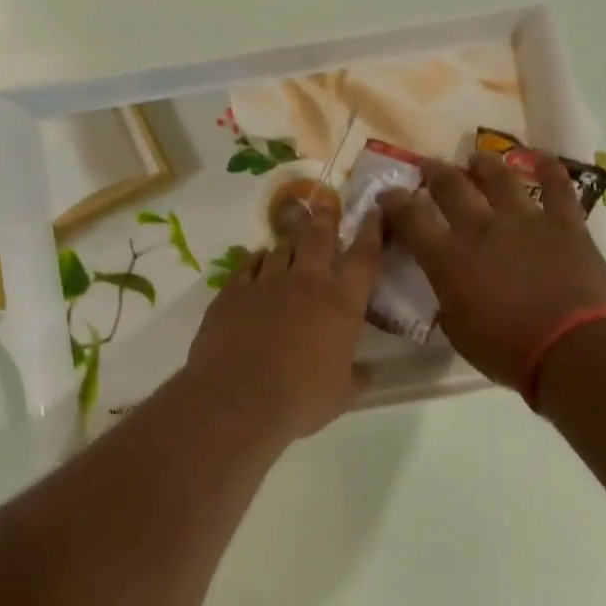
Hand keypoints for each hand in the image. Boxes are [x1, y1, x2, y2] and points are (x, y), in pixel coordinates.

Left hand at [187, 209, 382, 439]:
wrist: (238, 401)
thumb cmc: (301, 399)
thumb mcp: (342, 393)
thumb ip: (357, 376)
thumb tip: (368, 372)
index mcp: (342, 303)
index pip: (364, 256)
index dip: (372, 230)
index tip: (373, 210)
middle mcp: (306, 282)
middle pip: (319, 237)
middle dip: (326, 218)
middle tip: (327, 204)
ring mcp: (265, 283)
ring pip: (281, 248)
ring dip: (290, 242)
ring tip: (293, 240)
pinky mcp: (232, 293)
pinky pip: (248, 266)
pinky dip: (257, 260)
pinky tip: (258, 261)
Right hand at [378, 152, 605, 388]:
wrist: (569, 349)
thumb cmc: (506, 351)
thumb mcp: (458, 331)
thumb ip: (448, 299)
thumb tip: (448, 285)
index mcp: (448, 258)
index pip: (411, 219)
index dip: (395, 203)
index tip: (388, 195)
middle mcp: (481, 228)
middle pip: (451, 187)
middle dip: (435, 173)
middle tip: (428, 167)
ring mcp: (525, 220)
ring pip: (500, 177)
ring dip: (484, 164)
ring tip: (477, 158)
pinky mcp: (565, 223)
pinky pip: (557, 186)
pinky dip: (549, 167)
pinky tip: (542, 156)